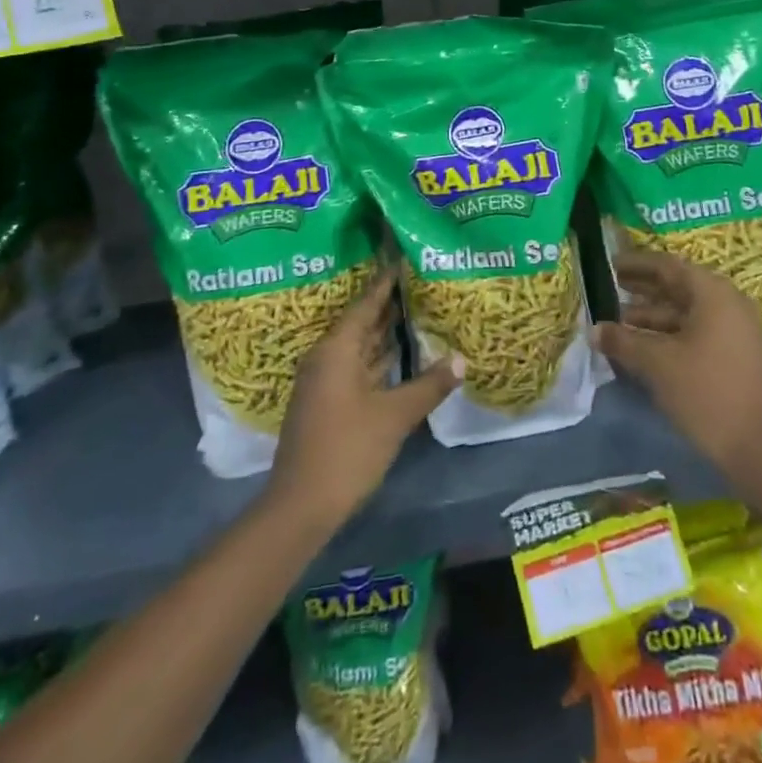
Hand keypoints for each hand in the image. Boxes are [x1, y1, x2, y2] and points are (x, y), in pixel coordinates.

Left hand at [267, 269, 460, 531]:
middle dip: (390, 302)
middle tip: (421, 279)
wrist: (300, 507)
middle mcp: (327, 357)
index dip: (387, 280)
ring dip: (385, 330)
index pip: (366, 302)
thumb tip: (461, 358)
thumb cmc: (347, 450)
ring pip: (360, 345)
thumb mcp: (394, 416)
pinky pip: (358, 366)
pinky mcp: (328, 402)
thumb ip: (429, 384)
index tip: (406, 256)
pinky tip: (401, 354)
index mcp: (337, 349)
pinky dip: (379, 357)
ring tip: (418, 307)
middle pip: (362, 321)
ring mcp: (325, 381)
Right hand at [592, 248, 761, 474]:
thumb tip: (594, 330)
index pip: (668, 266)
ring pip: (684, 313)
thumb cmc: (707, 391)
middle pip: (677, 288)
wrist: (761, 447)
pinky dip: (667, 335)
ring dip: (651, 316)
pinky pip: (694, 333)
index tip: (609, 264)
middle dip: (641, 290)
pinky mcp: (733, 357)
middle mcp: (726, 304)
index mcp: (712, 292)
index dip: (636, 264)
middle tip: (608, 288)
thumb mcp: (658, 363)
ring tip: (616, 322)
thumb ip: (623, 341)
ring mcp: (733, 332)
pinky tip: (641, 347)